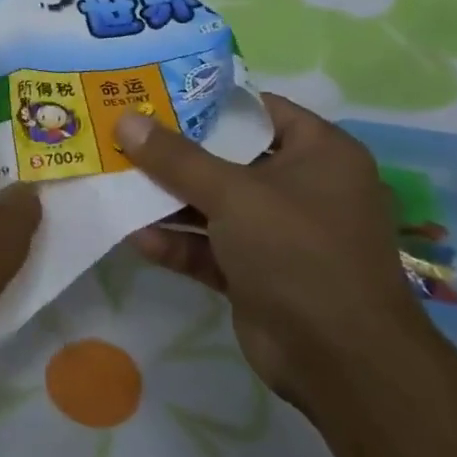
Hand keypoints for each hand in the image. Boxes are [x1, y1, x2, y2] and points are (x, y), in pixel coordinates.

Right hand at [114, 94, 436, 406]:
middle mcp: (302, 188)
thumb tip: (126, 119)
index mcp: (319, 154)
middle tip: (123, 136)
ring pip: (215, 206)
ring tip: (117, 183)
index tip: (154, 96)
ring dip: (169, 201)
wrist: (339, 360)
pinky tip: (136, 236)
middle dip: (175, 154)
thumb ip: (175, 158)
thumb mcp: (233, 193)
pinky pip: (211, 247)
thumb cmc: (297, 251)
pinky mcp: (258, 274)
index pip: (259, 111)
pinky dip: (178, 242)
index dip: (207, 103)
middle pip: (228, 159)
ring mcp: (279, 235)